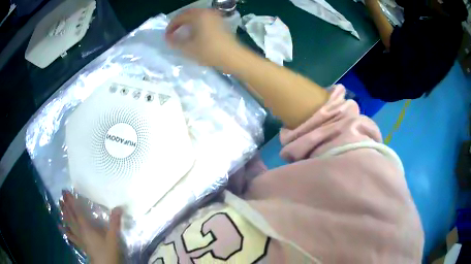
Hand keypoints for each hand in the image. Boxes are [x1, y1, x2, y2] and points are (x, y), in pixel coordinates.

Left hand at [60, 191, 123, 263]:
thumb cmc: (108, 251)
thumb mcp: (113, 238)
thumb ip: (114, 223)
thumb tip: (118, 207)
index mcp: (86, 227)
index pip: (77, 211)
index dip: (71, 201)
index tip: (65, 191)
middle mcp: (80, 230)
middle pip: (71, 216)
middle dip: (66, 205)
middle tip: (61, 195)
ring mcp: (79, 238)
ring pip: (69, 224)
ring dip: (64, 214)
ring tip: (59, 205)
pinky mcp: (80, 244)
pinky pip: (70, 236)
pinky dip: (65, 230)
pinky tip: (59, 226)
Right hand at [165, 8, 240, 67]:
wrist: (233, 57)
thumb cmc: (209, 51)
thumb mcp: (188, 48)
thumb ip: (175, 42)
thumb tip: (168, 38)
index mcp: (198, 15)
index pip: (180, 17)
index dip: (171, 26)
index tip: (166, 36)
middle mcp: (207, 12)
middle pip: (189, 15)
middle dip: (179, 23)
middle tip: (173, 33)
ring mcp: (216, 17)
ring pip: (197, 17)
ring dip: (188, 24)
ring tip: (183, 34)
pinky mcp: (221, 23)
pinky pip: (205, 20)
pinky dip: (197, 25)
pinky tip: (196, 34)